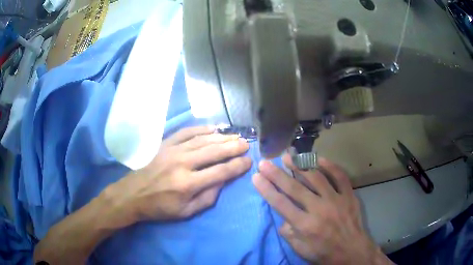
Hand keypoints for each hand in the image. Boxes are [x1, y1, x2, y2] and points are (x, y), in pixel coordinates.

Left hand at [102, 126, 251, 227]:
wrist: (132, 194)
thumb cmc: (160, 207)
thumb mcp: (186, 212)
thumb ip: (208, 197)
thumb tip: (223, 180)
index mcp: (188, 184)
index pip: (220, 172)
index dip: (237, 166)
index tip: (249, 161)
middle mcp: (182, 163)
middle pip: (214, 151)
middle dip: (233, 147)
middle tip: (246, 144)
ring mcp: (172, 150)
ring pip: (202, 140)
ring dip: (221, 137)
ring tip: (235, 136)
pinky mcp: (164, 144)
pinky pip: (186, 132)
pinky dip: (201, 129)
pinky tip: (213, 128)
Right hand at [252, 154, 392, 264]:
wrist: (352, 251)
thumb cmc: (324, 253)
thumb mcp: (301, 250)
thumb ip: (289, 233)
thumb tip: (284, 218)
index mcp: (305, 225)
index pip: (281, 203)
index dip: (266, 189)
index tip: (256, 177)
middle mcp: (319, 209)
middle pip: (295, 188)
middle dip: (277, 174)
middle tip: (265, 162)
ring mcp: (336, 200)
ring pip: (316, 177)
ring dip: (300, 165)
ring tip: (288, 156)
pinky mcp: (348, 195)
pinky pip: (339, 176)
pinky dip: (329, 165)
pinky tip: (318, 158)